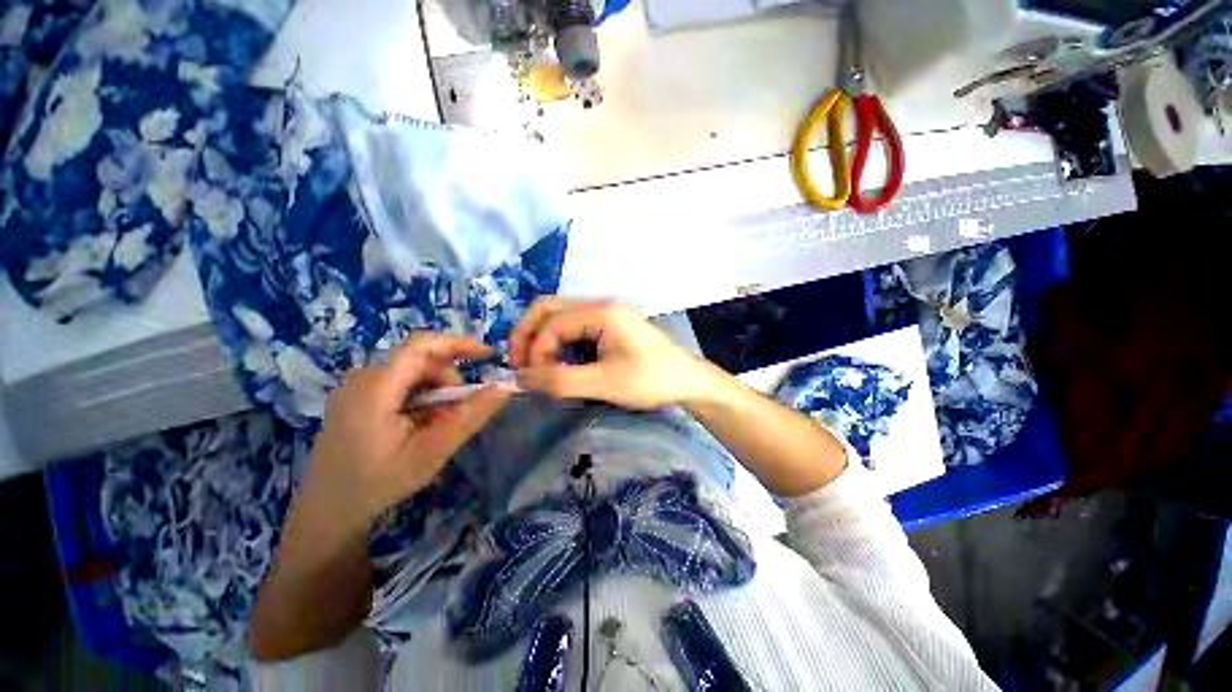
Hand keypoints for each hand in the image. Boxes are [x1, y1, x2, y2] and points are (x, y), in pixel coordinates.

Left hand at [299, 334, 511, 532]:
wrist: (327, 513)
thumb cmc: (378, 484)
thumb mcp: (432, 451)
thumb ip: (470, 416)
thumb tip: (505, 387)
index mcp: (376, 388)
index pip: (422, 346)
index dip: (459, 343)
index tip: (489, 356)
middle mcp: (362, 379)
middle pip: (420, 361)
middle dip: (449, 380)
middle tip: (459, 413)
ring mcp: (356, 388)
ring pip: (412, 373)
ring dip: (436, 392)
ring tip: (438, 425)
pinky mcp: (356, 399)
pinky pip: (399, 385)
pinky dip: (421, 398)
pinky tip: (420, 425)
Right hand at [510, 298, 719, 409]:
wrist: (688, 381)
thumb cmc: (651, 380)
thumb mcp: (604, 383)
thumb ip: (560, 381)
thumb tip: (518, 379)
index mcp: (601, 311)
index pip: (551, 322)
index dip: (535, 350)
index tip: (532, 379)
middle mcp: (600, 304)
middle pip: (549, 309)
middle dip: (529, 336)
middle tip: (521, 365)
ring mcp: (605, 314)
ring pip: (559, 318)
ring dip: (543, 340)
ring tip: (538, 367)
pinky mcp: (609, 326)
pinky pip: (574, 328)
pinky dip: (559, 344)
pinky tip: (561, 363)